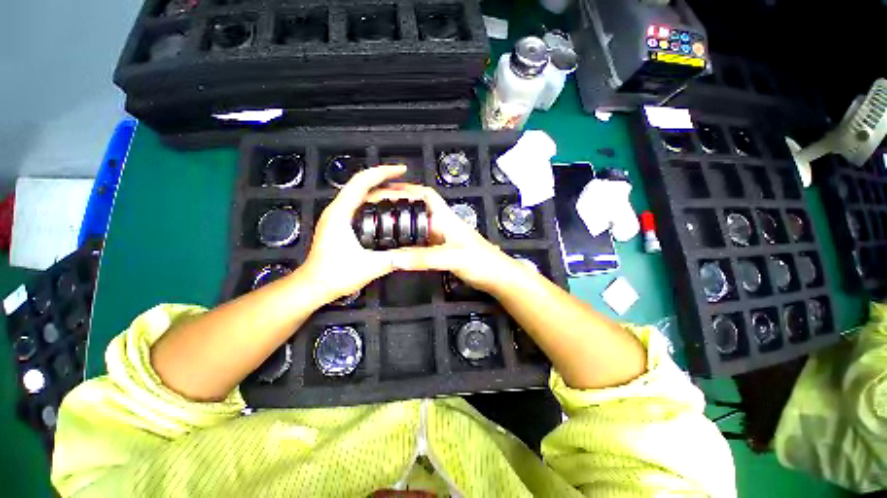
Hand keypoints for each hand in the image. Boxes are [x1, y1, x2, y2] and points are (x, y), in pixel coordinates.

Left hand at [300, 165, 406, 302]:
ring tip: (402, 197)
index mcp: (341, 213)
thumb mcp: (369, 267)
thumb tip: (413, 252)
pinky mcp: (340, 224)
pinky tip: (387, 211)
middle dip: (387, 182)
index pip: (362, 182)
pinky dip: (376, 203)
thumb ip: (393, 259)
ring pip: (361, 195)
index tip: (402, 170)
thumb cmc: (334, 275)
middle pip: (363, 185)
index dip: (384, 172)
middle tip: (408, 189)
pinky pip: (360, 205)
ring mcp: (337, 216)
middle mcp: (337, 210)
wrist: (313, 286)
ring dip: (381, 191)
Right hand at [366, 183, 519, 293]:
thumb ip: (424, 258)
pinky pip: (421, 243)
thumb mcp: (452, 257)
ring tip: (381, 227)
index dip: (407, 189)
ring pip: (419, 227)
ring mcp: (442, 239)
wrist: (498, 278)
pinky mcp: (442, 252)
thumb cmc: (481, 262)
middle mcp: (442, 225)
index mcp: (446, 218)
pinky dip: (409, 242)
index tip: (387, 189)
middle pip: (418, 210)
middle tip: (376, 210)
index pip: (426, 195)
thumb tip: (391, 258)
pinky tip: (398, 247)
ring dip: (403, 225)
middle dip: (399, 206)